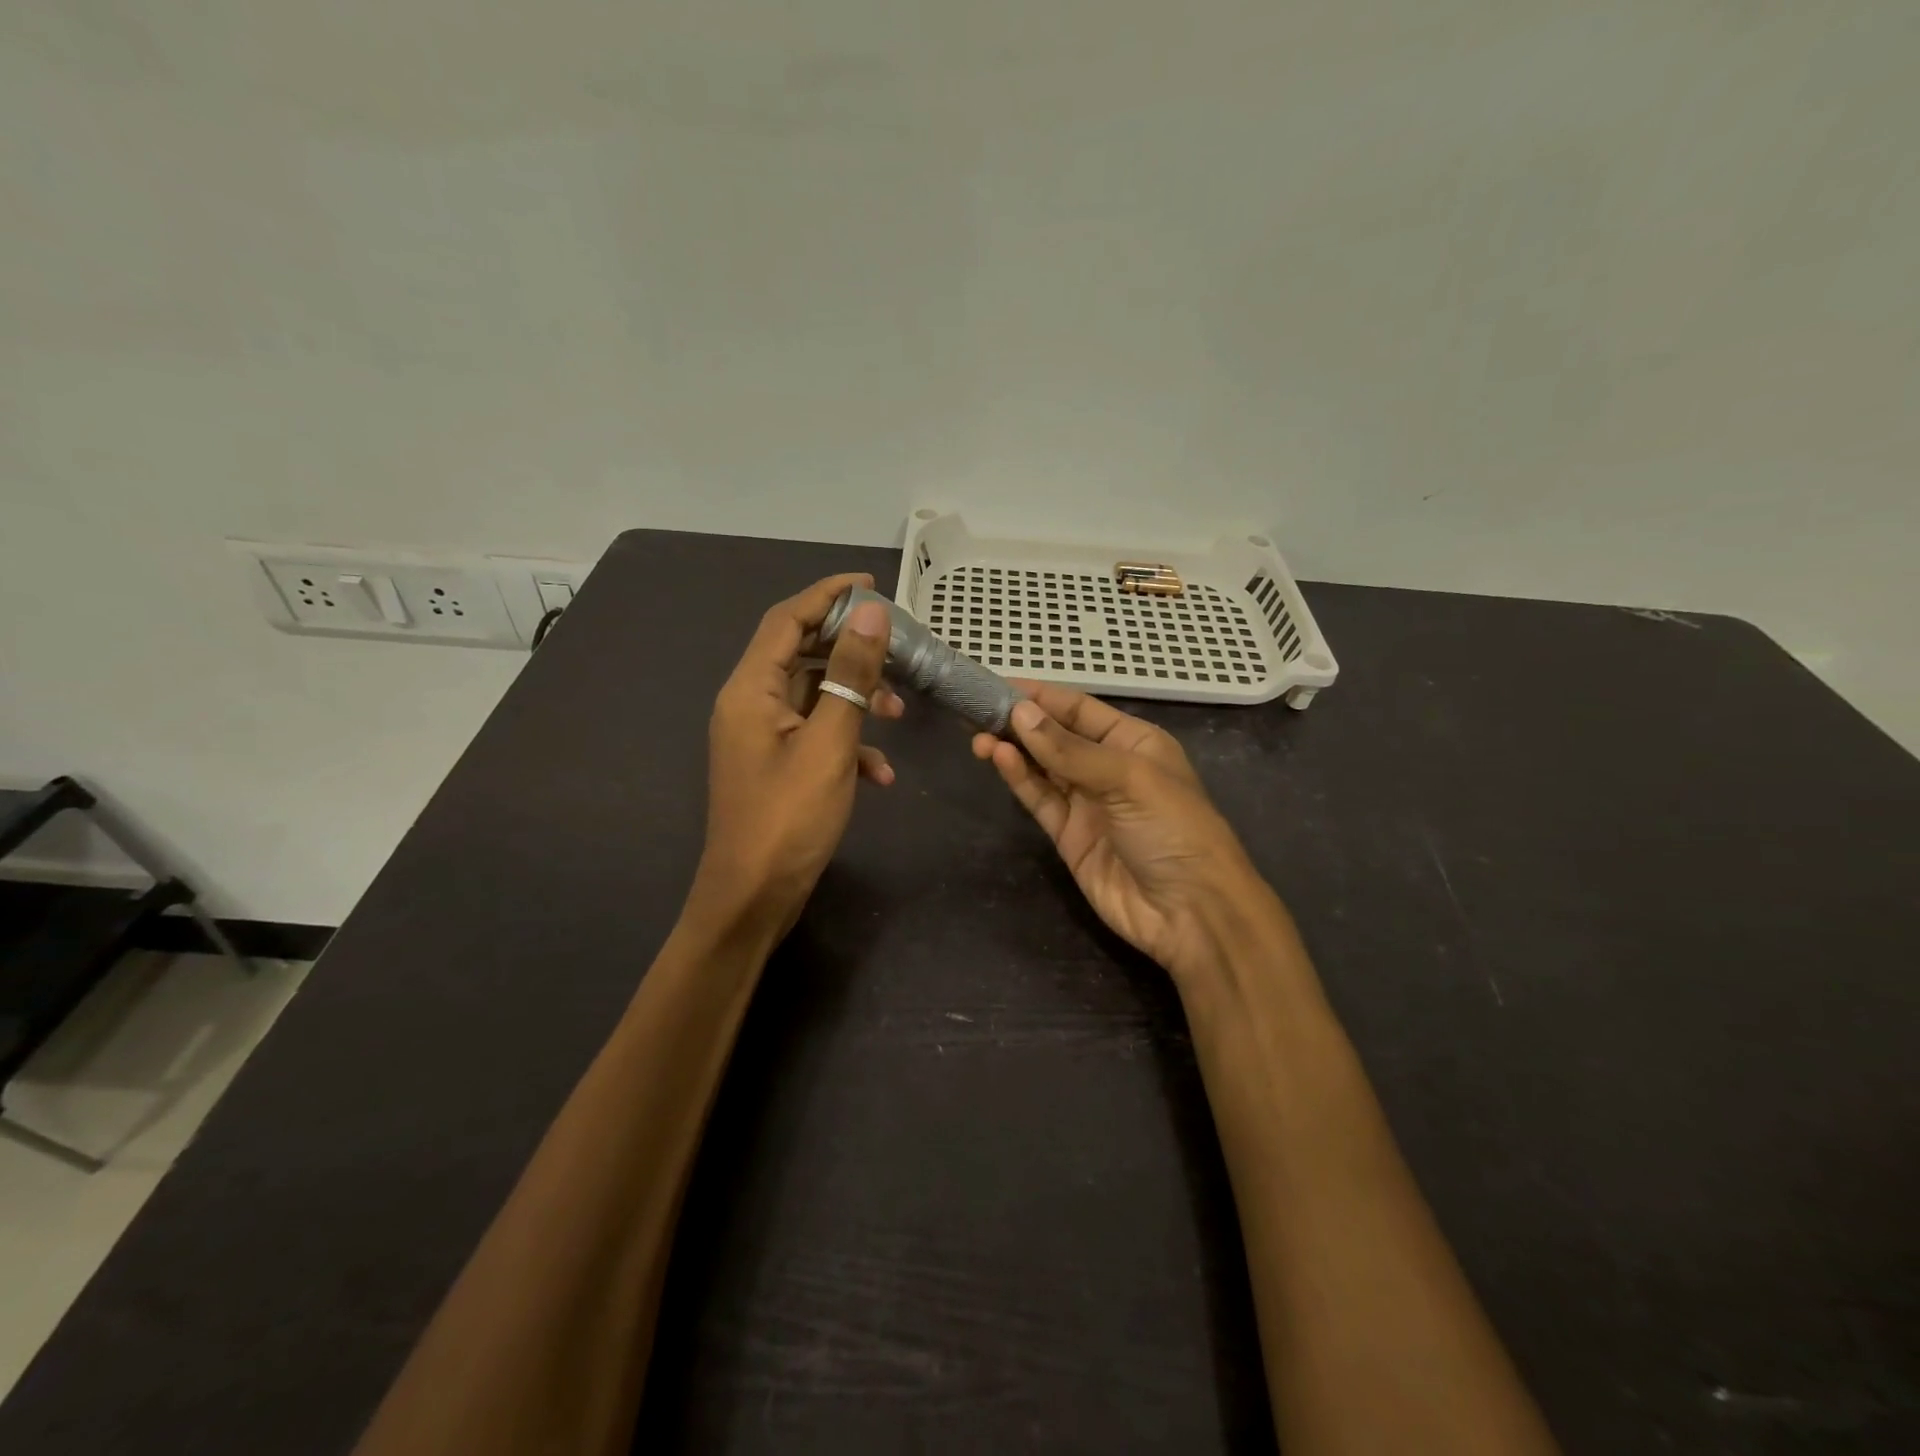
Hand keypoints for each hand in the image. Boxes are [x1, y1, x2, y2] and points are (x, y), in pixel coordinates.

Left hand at [695, 574, 902, 935]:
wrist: (753, 898)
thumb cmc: (789, 818)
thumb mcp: (830, 742)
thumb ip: (851, 675)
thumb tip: (871, 614)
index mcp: (750, 690)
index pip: (786, 620)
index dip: (827, 595)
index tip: (871, 583)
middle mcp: (749, 704)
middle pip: (800, 653)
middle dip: (850, 649)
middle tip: (895, 647)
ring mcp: (761, 737)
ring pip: (813, 696)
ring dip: (856, 698)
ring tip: (898, 713)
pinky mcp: (776, 765)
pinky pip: (814, 735)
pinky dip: (848, 742)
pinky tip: (879, 775)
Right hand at [972, 684, 1274, 980]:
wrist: (1190, 913)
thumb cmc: (1174, 829)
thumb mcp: (1129, 778)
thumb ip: (1070, 749)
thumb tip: (1020, 714)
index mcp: (1134, 742)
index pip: (1079, 708)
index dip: (1040, 696)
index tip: (997, 685)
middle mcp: (1109, 767)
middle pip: (1055, 736)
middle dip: (1019, 722)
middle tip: (975, 709)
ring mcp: (1087, 803)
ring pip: (1042, 766)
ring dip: (1012, 749)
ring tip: (977, 734)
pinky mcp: (1069, 835)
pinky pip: (1040, 799)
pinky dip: (1019, 778)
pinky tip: (998, 758)